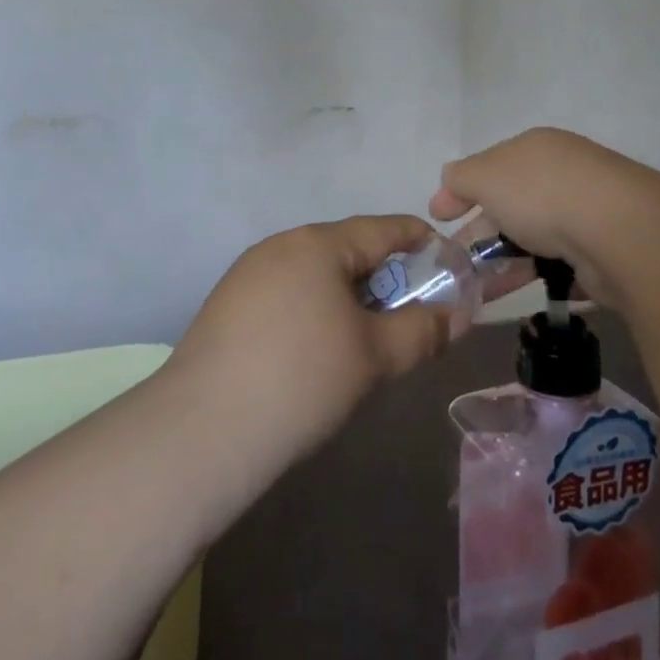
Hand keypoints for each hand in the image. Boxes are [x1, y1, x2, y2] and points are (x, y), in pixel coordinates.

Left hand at [172, 216, 455, 463]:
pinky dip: (314, 310)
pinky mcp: (226, 306)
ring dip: (348, 297)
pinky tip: (316, 351)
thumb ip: (422, 331)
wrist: (202, 431)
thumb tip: (456, 316)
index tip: (446, 258)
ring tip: (366, 337)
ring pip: (314, 275)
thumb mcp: (375, 356)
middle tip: (410, 313)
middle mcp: (280, 246)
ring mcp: (247, 274)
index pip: (382, 228)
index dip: (419, 240)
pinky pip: (286, 295)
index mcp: (317, 244)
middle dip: (383, 277)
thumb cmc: (302, 378)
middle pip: (346, 250)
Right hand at [431, 128, 632, 314]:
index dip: (460, 189)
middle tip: (454, 261)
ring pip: (532, 236)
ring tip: (475, 288)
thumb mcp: (486, 175)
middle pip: (510, 202)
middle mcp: (561, 174)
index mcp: (535, 148)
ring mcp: (585, 212)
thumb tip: (450, 177)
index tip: (438, 217)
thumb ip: (462, 176)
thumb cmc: (541, 194)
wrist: (618, 231)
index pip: (490, 165)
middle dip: (479, 230)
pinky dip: (531, 275)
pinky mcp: (601, 250)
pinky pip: (556, 263)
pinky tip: (511, 294)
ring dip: (501, 260)